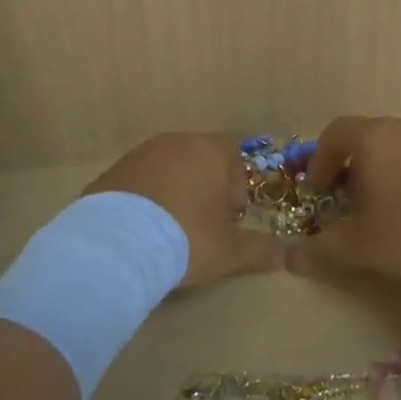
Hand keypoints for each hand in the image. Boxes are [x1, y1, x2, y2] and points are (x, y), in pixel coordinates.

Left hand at [84, 132, 283, 288]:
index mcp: (209, 150)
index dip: (236, 185)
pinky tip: (142, 232)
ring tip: (171, 231)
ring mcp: (139, 154)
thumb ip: (262, 250)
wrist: (116, 244)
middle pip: (200, 159)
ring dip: (175, 192)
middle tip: (204, 225)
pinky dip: (145, 200)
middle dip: (206, 188)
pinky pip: (138, 183)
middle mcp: (175, 142)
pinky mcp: (111, 172)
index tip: (230, 216)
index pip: (233, 154)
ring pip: (168, 169)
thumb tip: (289, 257)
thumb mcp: (231, 251)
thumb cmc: (187, 237)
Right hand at [285, 116, 400, 283]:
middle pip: (367, 140)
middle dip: (352, 172)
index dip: (319, 162)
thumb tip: (291, 257)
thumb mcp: (363, 247)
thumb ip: (323, 249)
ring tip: (389, 213)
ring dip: (386, 175)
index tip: (319, 194)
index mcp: (375, 137)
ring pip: (400, 149)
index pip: (334, 133)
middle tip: (351, 207)